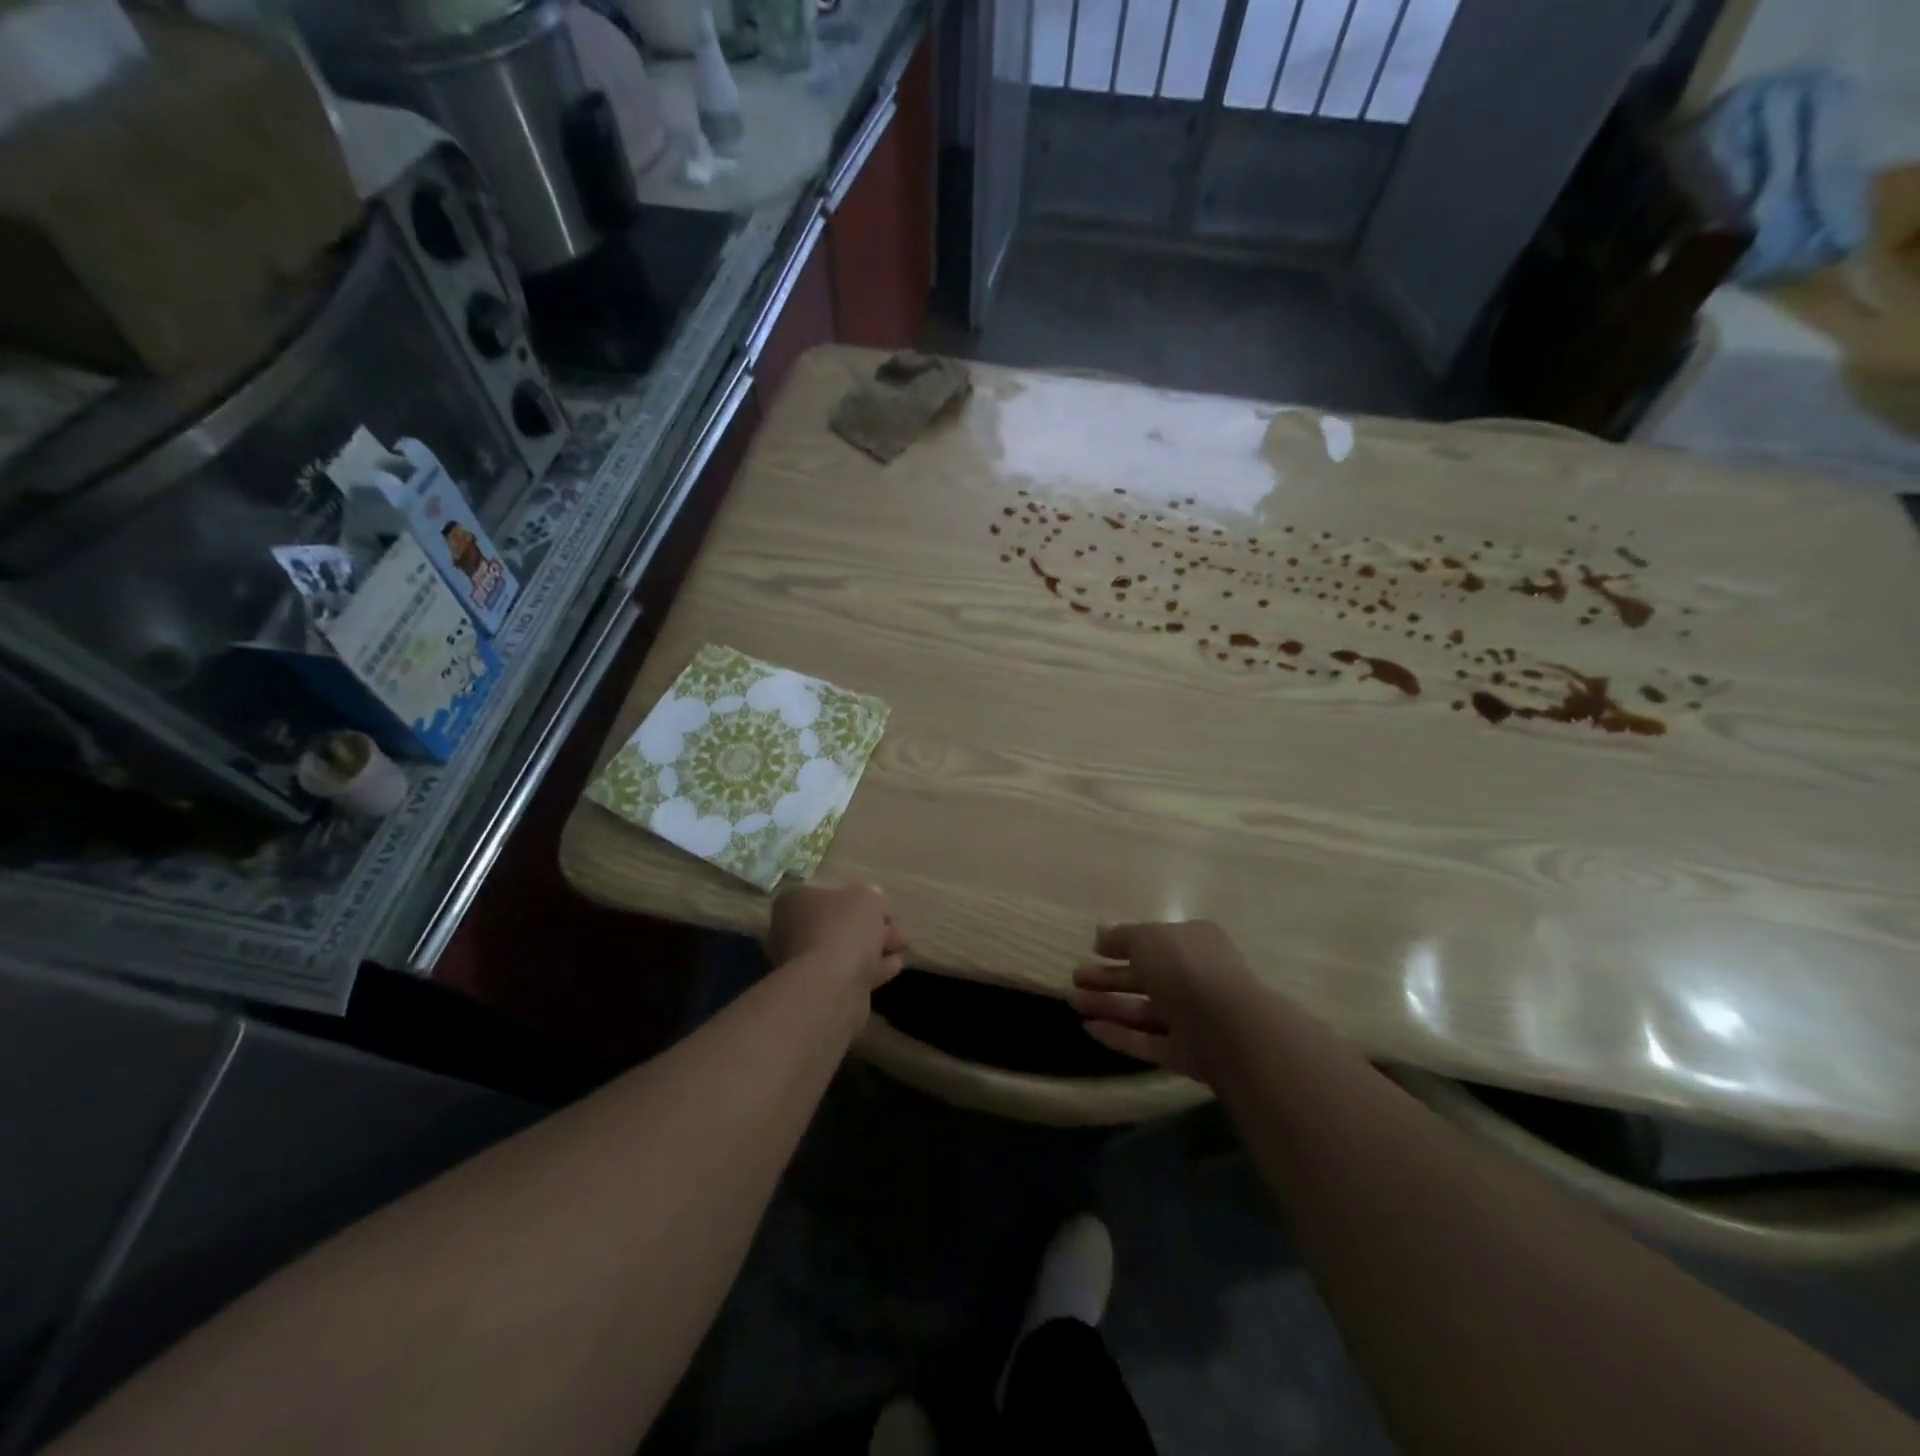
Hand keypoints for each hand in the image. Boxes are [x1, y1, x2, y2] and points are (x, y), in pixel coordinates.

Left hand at [766, 882, 908, 992]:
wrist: (830, 985)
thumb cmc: (843, 929)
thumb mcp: (866, 898)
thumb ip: (871, 896)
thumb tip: (870, 901)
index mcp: (795, 901)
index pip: (828, 893)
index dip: (858, 898)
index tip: (882, 907)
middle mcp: (791, 930)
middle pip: (838, 924)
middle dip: (869, 926)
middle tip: (897, 931)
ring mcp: (802, 963)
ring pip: (845, 949)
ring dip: (872, 948)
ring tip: (901, 948)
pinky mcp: (818, 989)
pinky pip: (849, 972)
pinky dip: (871, 967)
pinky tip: (893, 966)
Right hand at [1070, 921, 1260, 1084]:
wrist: (1230, 1029)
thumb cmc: (1186, 969)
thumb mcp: (1148, 939)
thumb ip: (1122, 937)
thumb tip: (1100, 933)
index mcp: (1193, 943)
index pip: (1154, 941)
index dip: (1123, 944)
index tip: (1094, 949)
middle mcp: (1194, 978)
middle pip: (1145, 977)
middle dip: (1108, 977)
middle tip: (1075, 978)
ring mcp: (1191, 1018)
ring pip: (1143, 1011)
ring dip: (1108, 1005)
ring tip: (1073, 1001)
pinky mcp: (1186, 1054)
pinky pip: (1147, 1041)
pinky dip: (1119, 1035)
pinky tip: (1089, 1028)